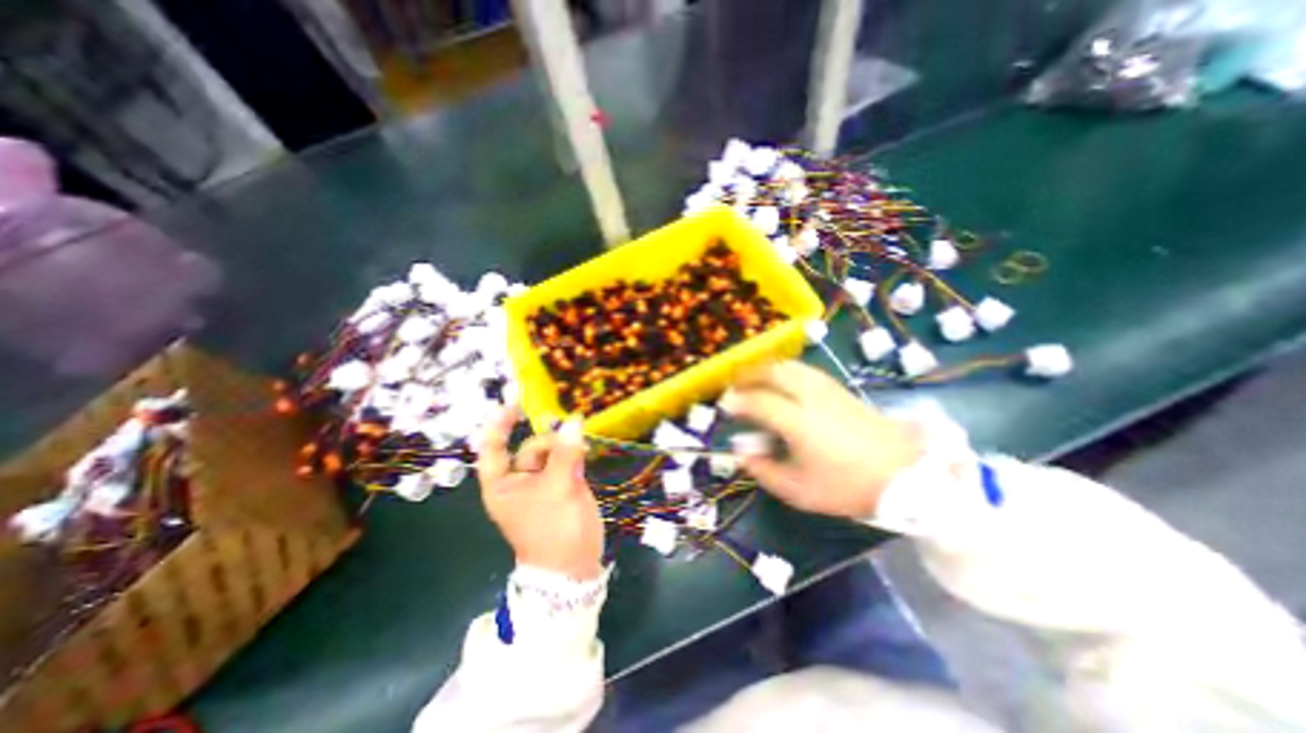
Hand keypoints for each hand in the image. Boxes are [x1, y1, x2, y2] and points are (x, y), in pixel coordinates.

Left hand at [479, 403, 604, 579]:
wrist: (575, 566)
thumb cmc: (554, 530)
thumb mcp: (557, 489)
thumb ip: (565, 453)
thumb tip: (573, 421)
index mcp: (503, 485)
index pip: (493, 449)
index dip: (499, 425)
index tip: (513, 405)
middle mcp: (520, 481)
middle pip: (530, 447)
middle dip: (549, 440)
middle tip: (571, 438)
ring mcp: (543, 482)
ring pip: (551, 451)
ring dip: (565, 444)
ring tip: (581, 448)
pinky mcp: (563, 484)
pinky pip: (566, 459)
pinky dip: (574, 452)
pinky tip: (585, 450)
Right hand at [720, 360, 920, 521]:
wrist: (906, 475)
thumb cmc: (848, 487)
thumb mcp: (799, 490)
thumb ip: (763, 470)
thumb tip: (741, 450)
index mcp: (798, 422)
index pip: (758, 401)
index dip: (737, 401)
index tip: (725, 406)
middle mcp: (810, 397)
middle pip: (772, 372)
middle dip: (748, 375)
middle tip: (736, 386)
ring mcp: (828, 390)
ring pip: (790, 366)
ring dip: (767, 369)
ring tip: (755, 380)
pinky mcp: (841, 389)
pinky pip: (805, 370)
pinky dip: (786, 371)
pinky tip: (784, 382)